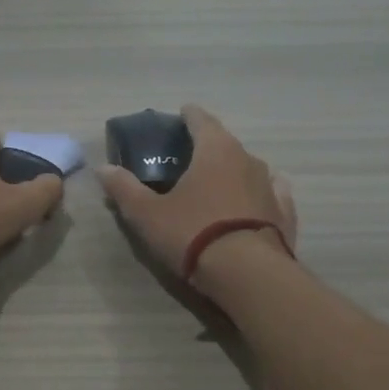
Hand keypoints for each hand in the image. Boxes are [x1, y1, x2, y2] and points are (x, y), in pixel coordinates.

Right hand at [99, 104, 296, 281]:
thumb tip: (103, 169)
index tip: (181, 115)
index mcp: (215, 150)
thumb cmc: (193, 233)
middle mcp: (248, 159)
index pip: (201, 120)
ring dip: (232, 171)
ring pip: (248, 168)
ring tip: (216, 183)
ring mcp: (271, 185)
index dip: (188, 116)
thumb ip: (124, 189)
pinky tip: (252, 200)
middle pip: (225, 143)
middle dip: (207, 147)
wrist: (248, 274)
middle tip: (188, 158)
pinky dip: (258, 192)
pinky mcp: (285, 213)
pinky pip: (271, 192)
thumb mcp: (147, 214)